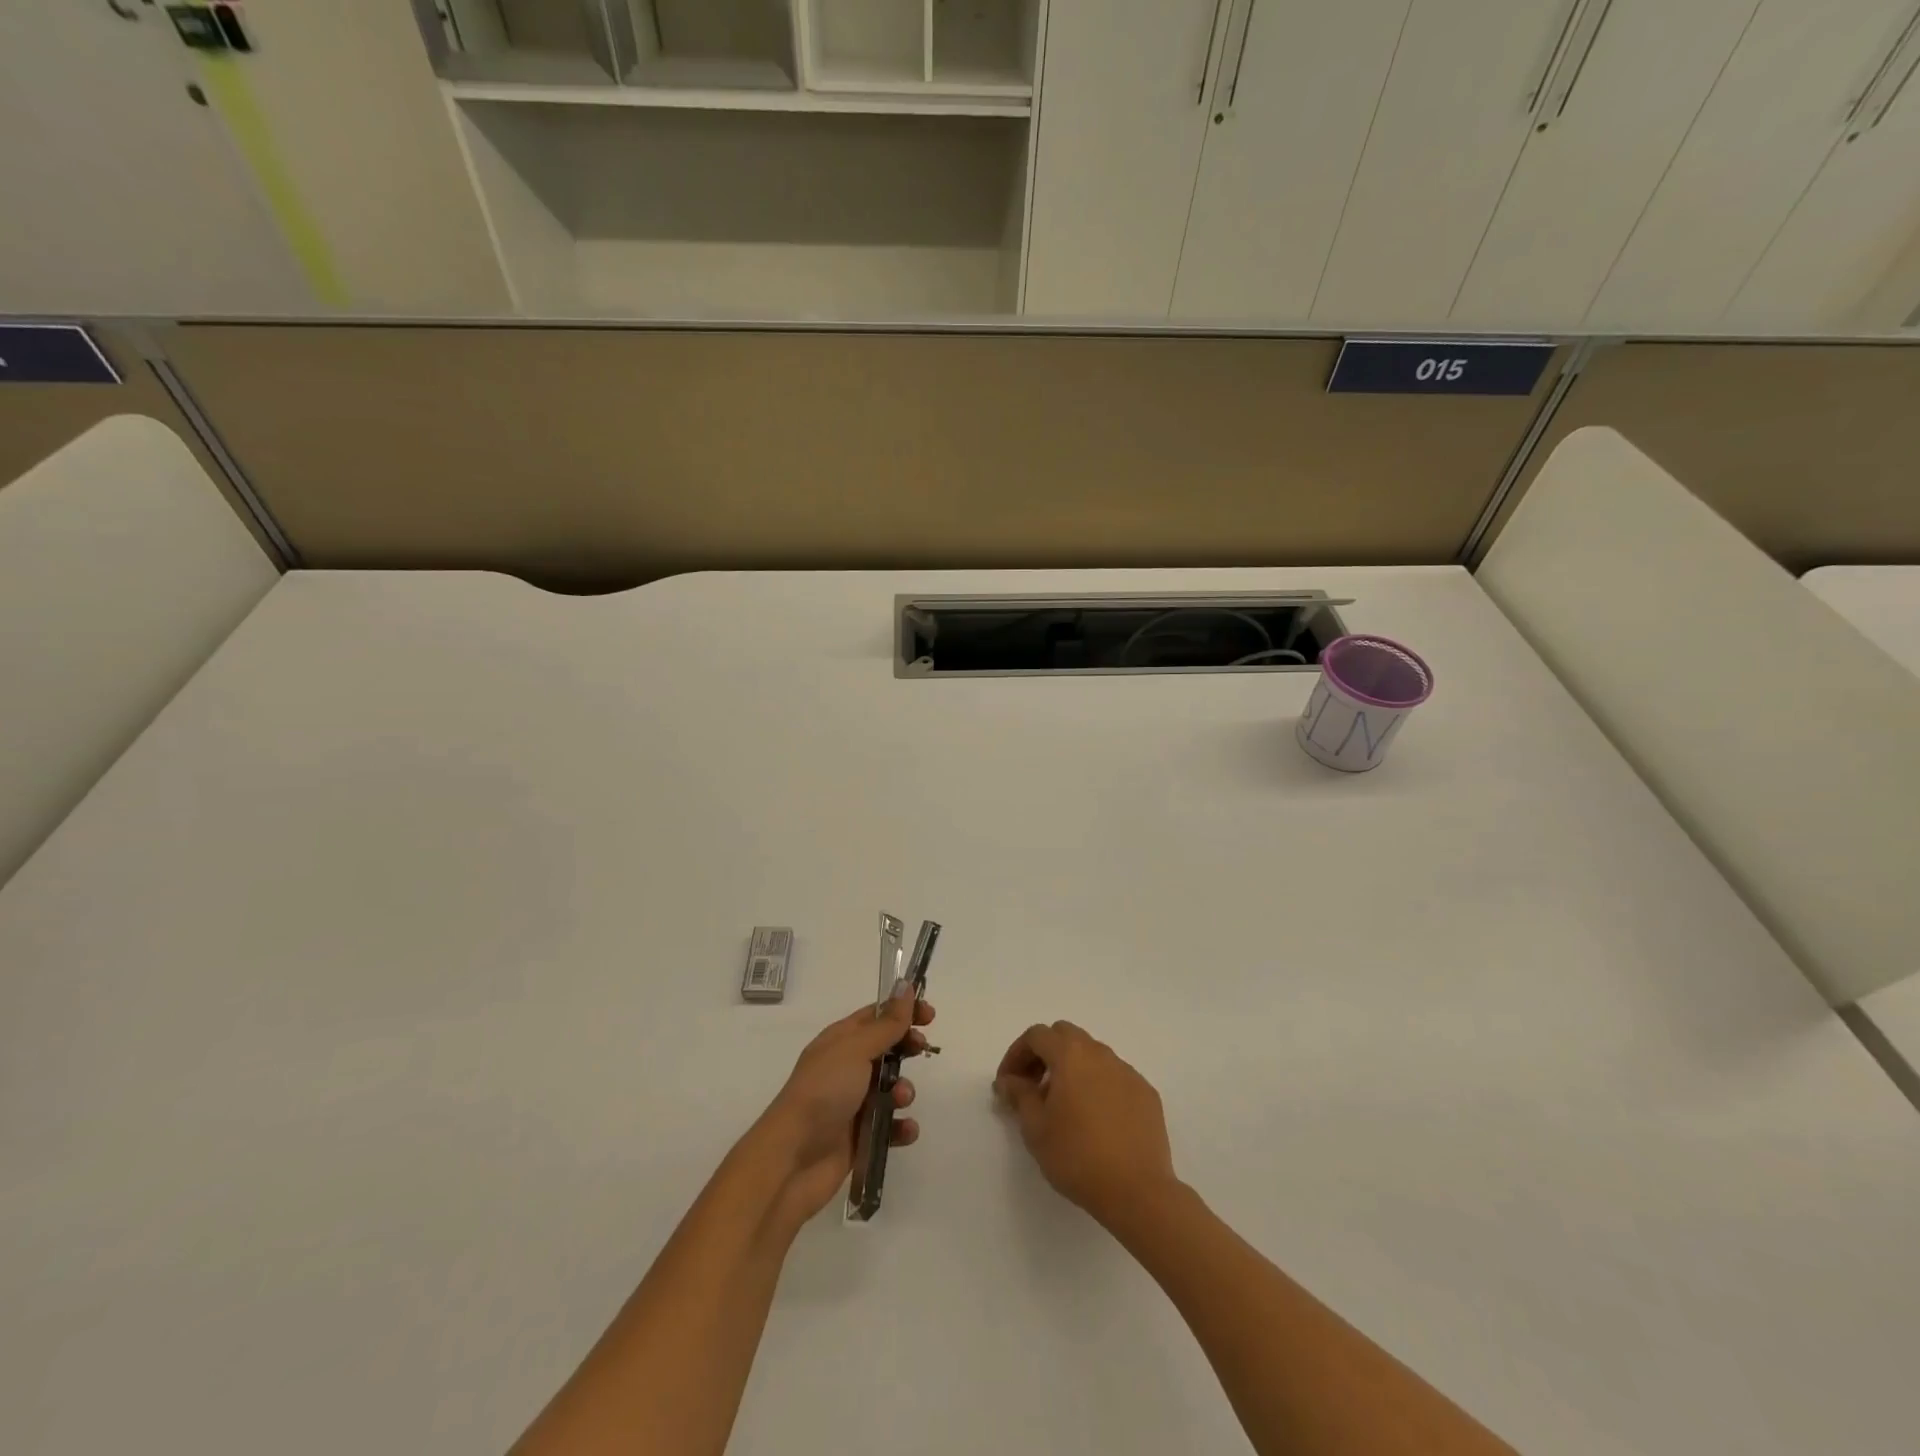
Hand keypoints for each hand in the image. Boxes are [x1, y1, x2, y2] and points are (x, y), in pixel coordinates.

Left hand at [756, 990, 934, 1230]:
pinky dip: (900, 1127)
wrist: (792, 1159)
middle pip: (887, 1049)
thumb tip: (905, 986)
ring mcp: (852, 1103)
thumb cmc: (823, 1092)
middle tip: (921, 1049)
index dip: (903, 1011)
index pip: (876, 1016)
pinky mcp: (859, 1137)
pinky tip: (904, 1130)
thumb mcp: (856, 1049)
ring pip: (891, 1088)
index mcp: (840, 1041)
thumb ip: (886, 1023)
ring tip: (900, 1099)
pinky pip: (889, 1126)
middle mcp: (846, 1068)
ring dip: (904, 1090)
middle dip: (907, 1048)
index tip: (930, 1014)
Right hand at [994, 1021, 1177, 1227]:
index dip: (1016, 1054)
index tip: (1007, 1084)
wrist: (1137, 1191)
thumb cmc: (1077, 1157)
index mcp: (1071, 1055)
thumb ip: (1019, 1095)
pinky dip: (1097, 1085)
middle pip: (1066, 1036)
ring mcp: (1128, 1072)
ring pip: (1092, 1055)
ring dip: (1071, 1068)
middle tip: (1032, 1086)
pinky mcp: (1146, 1093)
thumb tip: (1009, 1080)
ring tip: (1063, 1106)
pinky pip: (1114, 1077)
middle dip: (1044, 1054)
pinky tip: (1095, 1119)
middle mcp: (1100, 1053)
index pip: (1036, 1036)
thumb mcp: (1035, 1128)